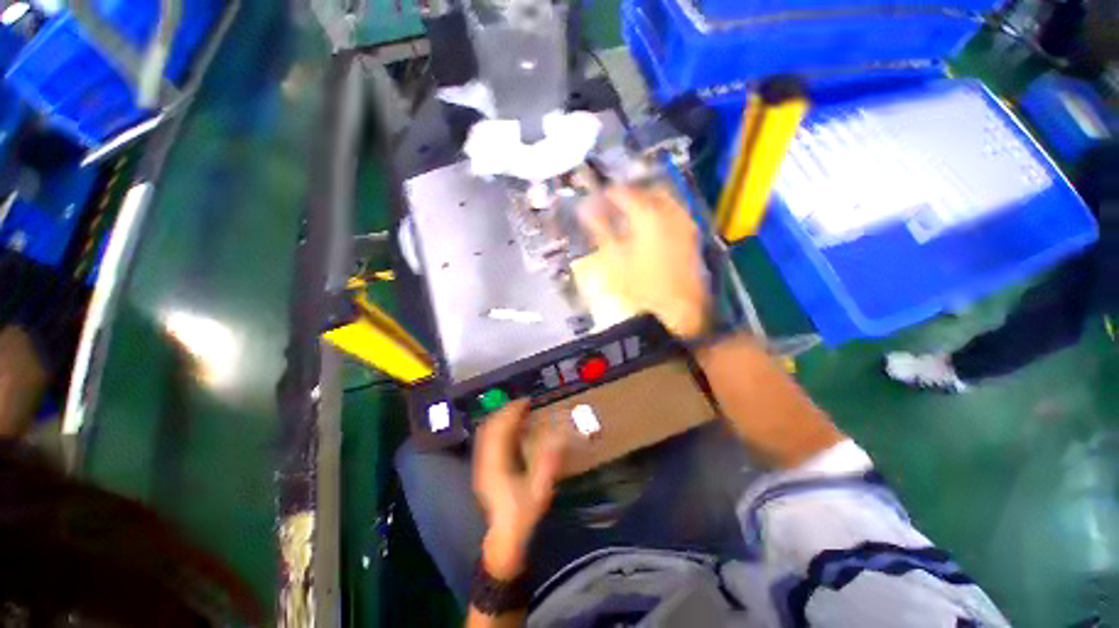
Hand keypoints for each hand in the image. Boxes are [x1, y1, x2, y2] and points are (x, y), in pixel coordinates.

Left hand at [473, 400, 565, 579]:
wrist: (504, 539)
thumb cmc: (522, 514)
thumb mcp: (540, 489)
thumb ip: (549, 462)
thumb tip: (560, 436)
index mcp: (496, 463)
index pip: (499, 428)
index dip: (512, 411)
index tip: (526, 401)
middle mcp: (485, 460)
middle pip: (490, 427)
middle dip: (506, 412)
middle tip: (524, 404)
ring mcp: (482, 465)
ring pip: (487, 433)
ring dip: (502, 420)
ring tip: (519, 413)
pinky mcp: (484, 470)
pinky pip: (488, 441)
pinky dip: (499, 430)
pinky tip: (512, 432)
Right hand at [578, 185, 709, 337]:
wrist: (678, 310)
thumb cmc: (640, 286)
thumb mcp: (613, 259)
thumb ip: (599, 230)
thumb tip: (585, 209)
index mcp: (647, 216)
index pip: (625, 193)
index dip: (609, 194)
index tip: (597, 199)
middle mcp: (670, 213)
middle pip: (649, 190)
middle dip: (632, 193)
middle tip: (616, 204)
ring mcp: (684, 224)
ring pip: (665, 200)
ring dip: (648, 202)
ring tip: (632, 215)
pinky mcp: (692, 237)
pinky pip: (675, 213)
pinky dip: (661, 214)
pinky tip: (650, 229)